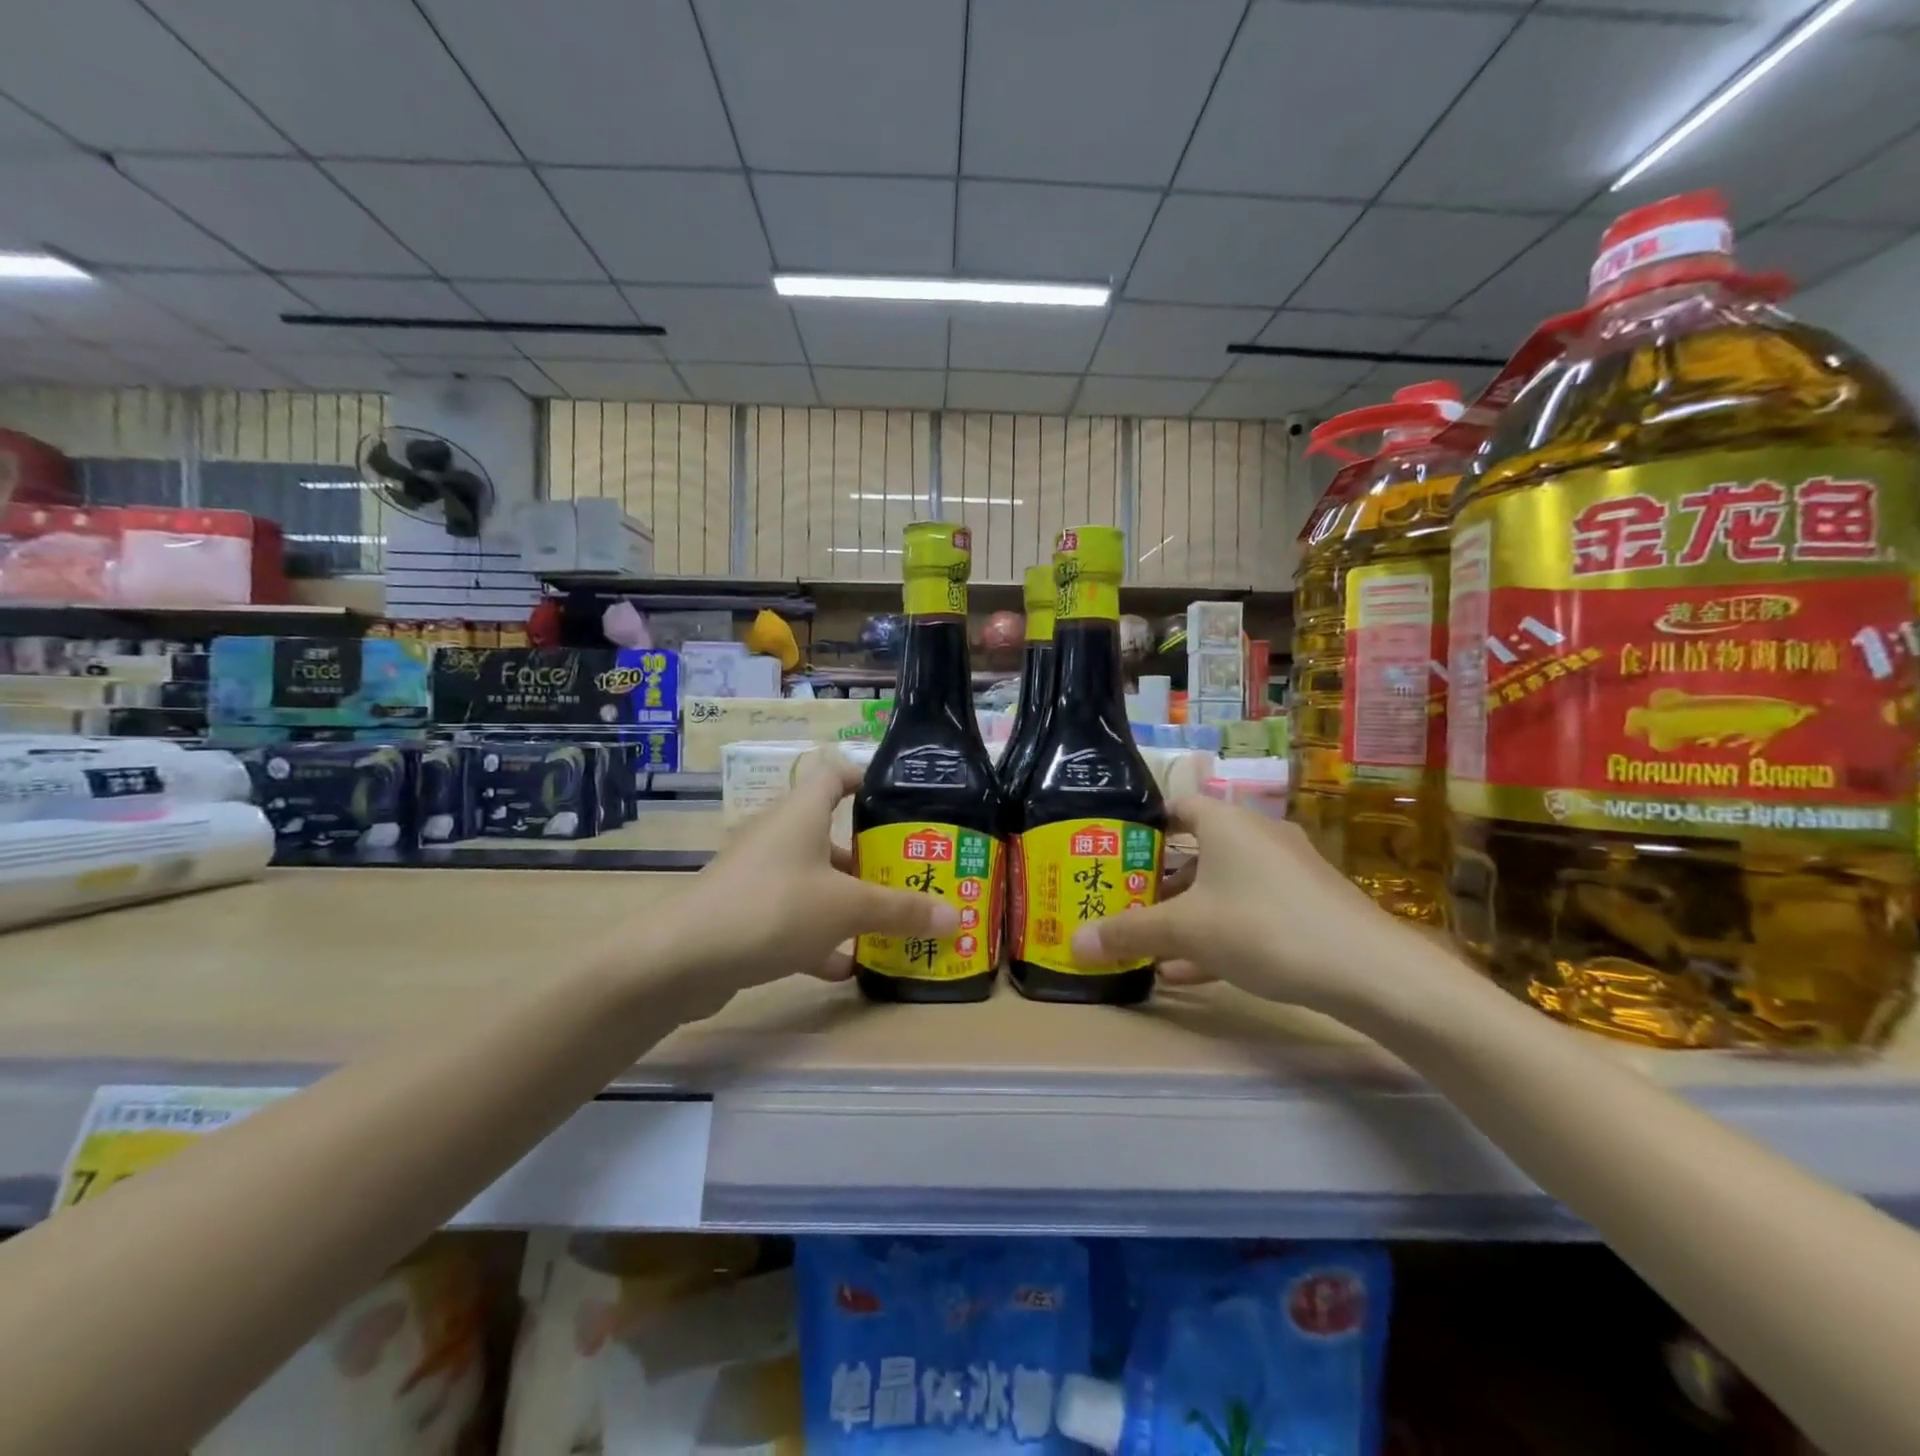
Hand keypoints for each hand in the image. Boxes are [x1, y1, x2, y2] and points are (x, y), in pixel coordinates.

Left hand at [637, 754, 957, 998]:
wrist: (682, 960)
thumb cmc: (773, 908)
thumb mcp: (846, 908)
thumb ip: (901, 911)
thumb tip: (957, 917)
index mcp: (801, 814)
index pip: (835, 775)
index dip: (867, 780)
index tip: (901, 802)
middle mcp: (778, 836)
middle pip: (830, 833)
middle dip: (869, 855)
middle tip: (908, 874)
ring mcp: (757, 875)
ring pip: (813, 878)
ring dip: (846, 899)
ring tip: (887, 922)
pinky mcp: (744, 912)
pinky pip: (792, 916)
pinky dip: (819, 936)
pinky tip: (846, 965)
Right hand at [1069, 796, 1427, 1017]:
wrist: (1372, 972)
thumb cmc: (1264, 927)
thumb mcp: (1187, 931)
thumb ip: (1129, 933)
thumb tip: (1073, 943)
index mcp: (1225, 823)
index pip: (1175, 806)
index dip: (1143, 826)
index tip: (1114, 853)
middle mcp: (1257, 836)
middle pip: (1196, 850)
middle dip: (1159, 881)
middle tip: (1126, 904)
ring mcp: (1287, 872)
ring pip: (1222, 886)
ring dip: (1187, 913)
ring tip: (1151, 943)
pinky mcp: (1308, 906)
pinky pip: (1250, 912)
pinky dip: (1219, 933)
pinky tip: (1190, 972)